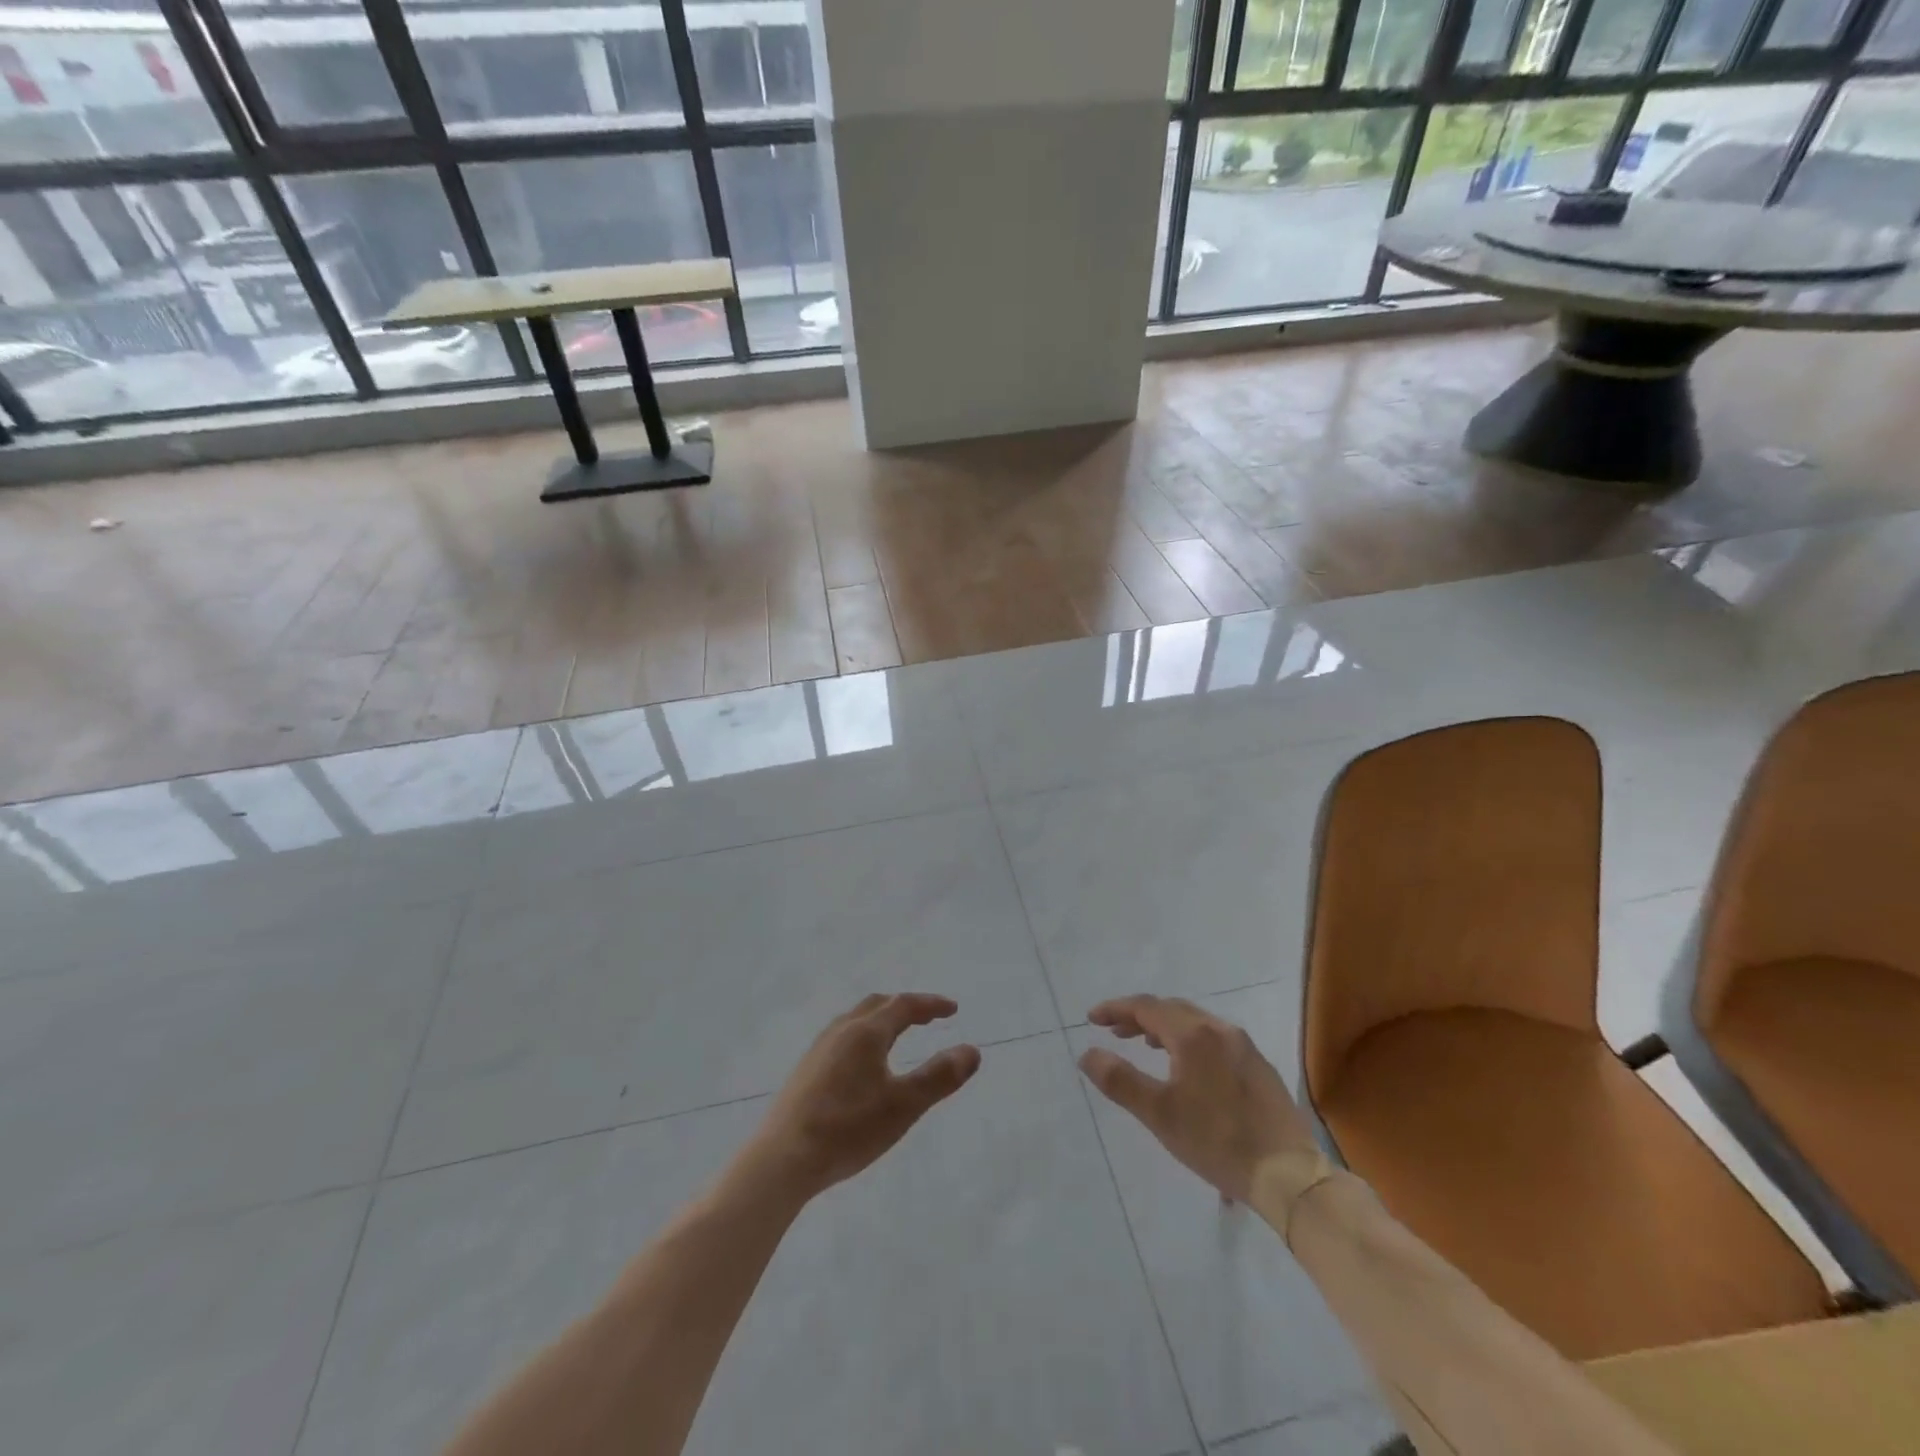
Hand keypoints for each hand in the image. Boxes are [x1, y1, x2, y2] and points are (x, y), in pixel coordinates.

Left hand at [746, 993, 980, 1198]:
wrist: (782, 1159)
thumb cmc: (848, 1129)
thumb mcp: (904, 1106)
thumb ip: (939, 1077)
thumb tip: (972, 1050)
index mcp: (866, 1032)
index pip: (904, 1005)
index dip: (931, 1005)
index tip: (953, 1009)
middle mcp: (841, 1031)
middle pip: (877, 1005)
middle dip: (906, 1007)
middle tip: (928, 1017)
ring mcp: (819, 1049)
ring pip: (856, 1019)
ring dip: (882, 1019)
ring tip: (898, 1035)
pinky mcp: (805, 1070)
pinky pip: (842, 1037)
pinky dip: (864, 1035)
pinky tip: (862, 1064)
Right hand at [1078, 995, 1315, 1202]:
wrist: (1289, 1175)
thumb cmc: (1217, 1141)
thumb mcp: (1159, 1114)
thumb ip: (1120, 1080)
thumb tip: (1088, 1053)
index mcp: (1193, 1034)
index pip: (1146, 1007)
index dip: (1116, 1009)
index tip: (1092, 1019)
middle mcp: (1219, 1029)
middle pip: (1171, 1009)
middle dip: (1139, 1016)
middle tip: (1114, 1032)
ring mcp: (1243, 1046)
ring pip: (1195, 1022)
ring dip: (1164, 1027)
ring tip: (1146, 1046)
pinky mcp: (1258, 1066)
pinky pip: (1214, 1038)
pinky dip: (1189, 1040)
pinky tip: (1187, 1067)